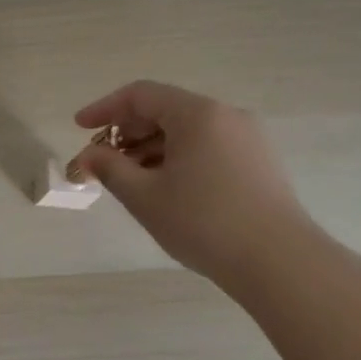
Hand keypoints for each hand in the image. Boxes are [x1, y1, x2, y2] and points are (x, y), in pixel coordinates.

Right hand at [71, 80, 312, 285]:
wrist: (281, 264)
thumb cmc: (204, 223)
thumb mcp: (144, 196)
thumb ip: (109, 168)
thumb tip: (88, 155)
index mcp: (198, 114)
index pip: (140, 95)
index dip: (104, 108)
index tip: (79, 127)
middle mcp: (226, 116)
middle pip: (164, 109)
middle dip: (127, 132)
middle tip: (102, 160)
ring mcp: (248, 139)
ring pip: (186, 130)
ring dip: (150, 148)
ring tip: (129, 179)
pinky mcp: (259, 163)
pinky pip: (207, 146)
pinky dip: (177, 157)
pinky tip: (164, 187)